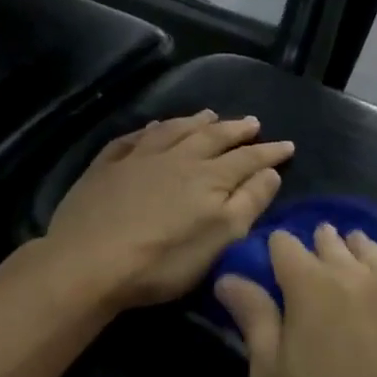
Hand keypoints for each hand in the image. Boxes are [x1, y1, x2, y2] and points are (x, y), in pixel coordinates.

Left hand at [45, 111, 292, 308]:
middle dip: (235, 129)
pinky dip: (149, 130)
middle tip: (252, 122)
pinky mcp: (106, 167)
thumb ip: (249, 202)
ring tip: (209, 114)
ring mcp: (138, 159)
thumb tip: (270, 172)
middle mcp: (177, 158)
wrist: (88, 262)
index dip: (269, 152)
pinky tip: (152, 128)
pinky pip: (133, 138)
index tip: (287, 145)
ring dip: (194, 122)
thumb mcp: (220, 239)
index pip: (248, 159)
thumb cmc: (163, 260)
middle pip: (212, 137)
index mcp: (209, 178)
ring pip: (173, 130)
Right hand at [214, 226, 376, 376]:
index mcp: (312, 287)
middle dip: (322, 244)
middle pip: (336, 246)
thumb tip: (230, 278)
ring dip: (363, 253)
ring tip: (357, 248)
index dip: (277, 249)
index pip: (287, 247)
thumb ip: (254, 320)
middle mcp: (361, 279)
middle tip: (318, 244)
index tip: (274, 256)